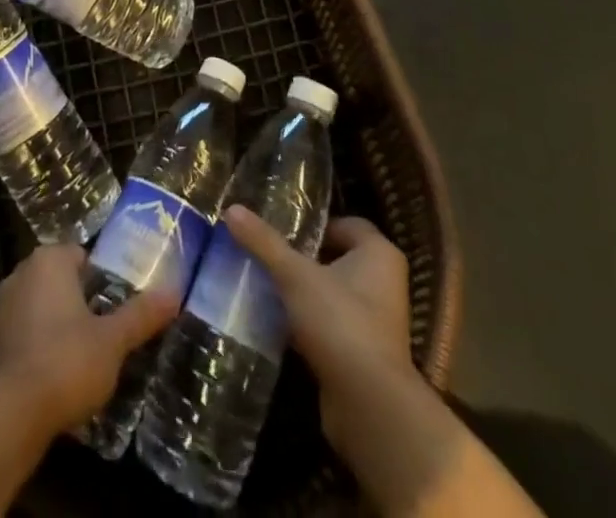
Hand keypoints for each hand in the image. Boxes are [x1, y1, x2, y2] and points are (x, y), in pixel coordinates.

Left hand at [0, 244, 176, 435]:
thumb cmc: (67, 362)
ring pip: (27, 312)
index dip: (97, 279)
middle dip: (70, 303)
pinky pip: (6, 344)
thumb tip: (174, 293)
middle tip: (96, 334)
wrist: (9, 416)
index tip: (111, 306)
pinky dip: (20, 356)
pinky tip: (37, 384)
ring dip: (43, 328)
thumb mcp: (114, 341)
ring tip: (68, 363)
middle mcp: (16, 276)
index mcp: (48, 262)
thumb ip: (141, 315)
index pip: (78, 256)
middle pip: (52, 282)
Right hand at [220, 207, 415, 448]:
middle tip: (267, 254)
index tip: (281, 229)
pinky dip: (307, 322)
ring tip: (265, 285)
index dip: (314, 224)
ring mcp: (375, 321)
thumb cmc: (340, 322)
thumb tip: (231, 209)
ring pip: (332, 293)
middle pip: (336, 258)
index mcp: (379, 254)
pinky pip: (330, 325)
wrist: (369, 406)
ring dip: (303, 292)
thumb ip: (264, 242)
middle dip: (303, 258)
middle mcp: (384, 283)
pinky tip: (276, 323)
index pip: (346, 224)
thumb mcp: (295, 276)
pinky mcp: (363, 354)